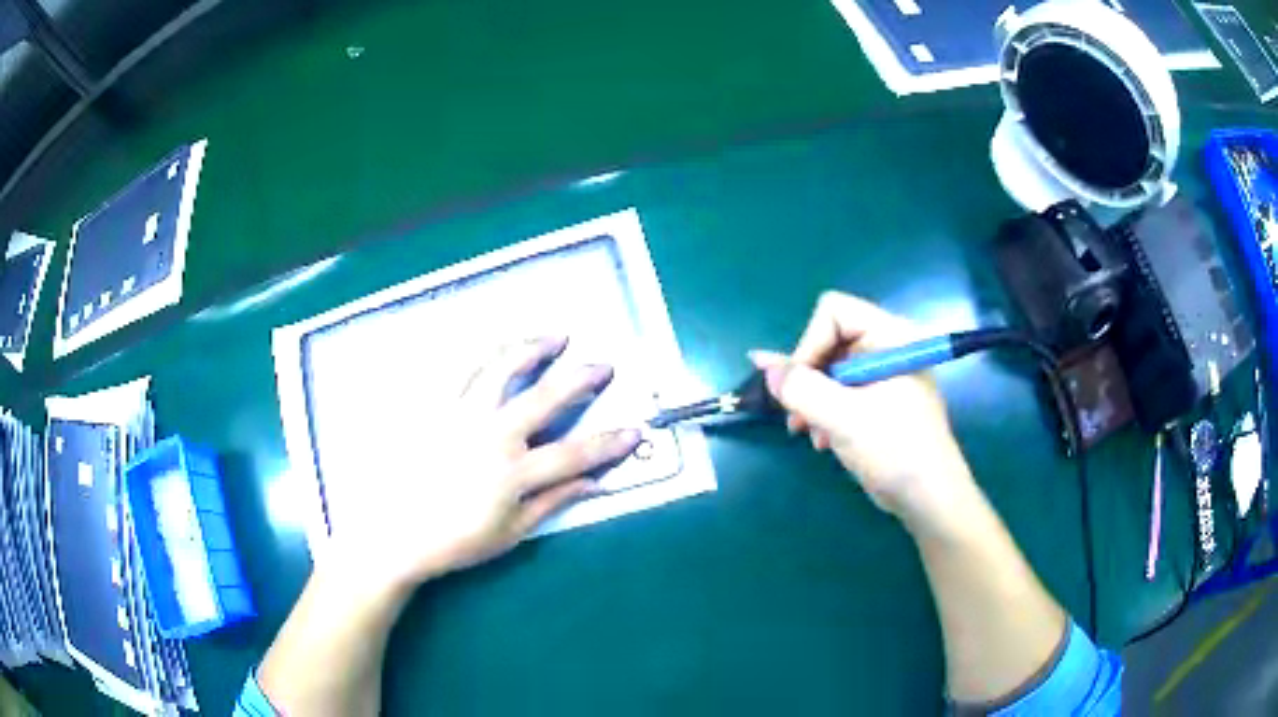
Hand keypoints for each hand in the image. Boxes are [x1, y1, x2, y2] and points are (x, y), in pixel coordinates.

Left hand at [334, 336, 640, 592]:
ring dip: (532, 348)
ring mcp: (459, 415)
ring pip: (501, 369)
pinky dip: (482, 351)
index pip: (575, 453)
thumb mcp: (510, 533)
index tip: (635, 431)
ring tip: (553, 336)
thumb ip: (553, 503)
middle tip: (602, 363)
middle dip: (581, 378)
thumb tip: (594, 482)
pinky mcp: (432, 406)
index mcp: (513, 473)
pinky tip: (497, 344)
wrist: (392, 533)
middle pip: (545, 397)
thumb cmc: (453, 540)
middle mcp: (491, 435)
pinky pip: (458, 369)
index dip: (610, 443)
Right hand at [750, 292, 972, 524]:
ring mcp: (884, 374)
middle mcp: (887, 346)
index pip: (834, 312)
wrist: (928, 497)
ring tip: (808, 432)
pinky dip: (826, 412)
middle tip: (796, 414)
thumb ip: (800, 389)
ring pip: (830, 368)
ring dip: (813, 400)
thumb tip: (763, 363)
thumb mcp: (843, 418)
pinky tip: (824, 440)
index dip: (809, 344)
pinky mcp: (881, 399)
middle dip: (808, 378)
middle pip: (829, 340)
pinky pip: (841, 390)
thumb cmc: (894, 450)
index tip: (798, 385)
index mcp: (890, 336)